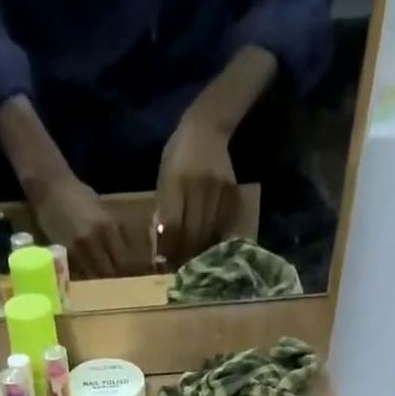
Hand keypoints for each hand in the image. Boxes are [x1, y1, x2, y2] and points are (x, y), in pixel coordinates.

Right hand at [33, 175, 129, 277]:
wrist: (49, 187)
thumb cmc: (76, 194)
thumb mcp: (100, 207)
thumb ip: (111, 227)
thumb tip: (122, 244)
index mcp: (107, 226)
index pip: (122, 258)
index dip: (123, 266)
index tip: (122, 267)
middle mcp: (94, 240)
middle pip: (108, 271)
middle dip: (110, 275)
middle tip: (109, 274)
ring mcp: (78, 249)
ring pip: (93, 276)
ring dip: (95, 277)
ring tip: (95, 274)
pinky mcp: (64, 255)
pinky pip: (78, 272)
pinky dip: (82, 274)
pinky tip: (82, 269)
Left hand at [156, 113, 237, 264]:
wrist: (207, 126)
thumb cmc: (178, 153)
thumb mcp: (164, 178)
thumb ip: (164, 209)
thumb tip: (163, 246)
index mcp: (176, 183)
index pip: (173, 227)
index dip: (169, 250)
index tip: (165, 265)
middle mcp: (197, 187)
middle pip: (192, 234)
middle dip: (185, 255)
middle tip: (181, 269)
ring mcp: (217, 190)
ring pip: (209, 233)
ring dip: (201, 252)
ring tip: (195, 263)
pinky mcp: (231, 193)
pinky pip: (224, 225)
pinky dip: (217, 240)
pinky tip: (211, 247)